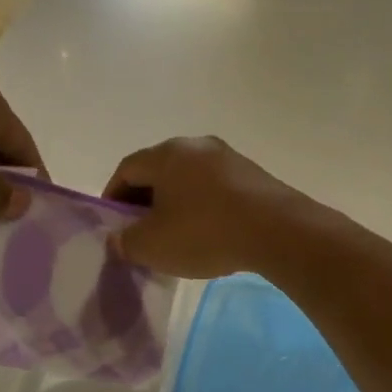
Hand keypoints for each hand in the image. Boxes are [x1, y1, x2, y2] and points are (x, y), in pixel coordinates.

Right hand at [102, 137, 311, 278]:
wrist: (278, 231)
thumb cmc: (205, 233)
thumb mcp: (153, 246)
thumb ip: (127, 241)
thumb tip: (120, 237)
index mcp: (166, 154)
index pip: (127, 168)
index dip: (114, 196)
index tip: (114, 223)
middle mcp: (196, 145)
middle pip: (159, 170)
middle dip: (145, 199)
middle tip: (142, 231)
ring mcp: (229, 157)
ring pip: (189, 178)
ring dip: (177, 203)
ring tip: (176, 235)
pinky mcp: (254, 175)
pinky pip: (216, 188)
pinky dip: (204, 206)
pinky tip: (209, 233)